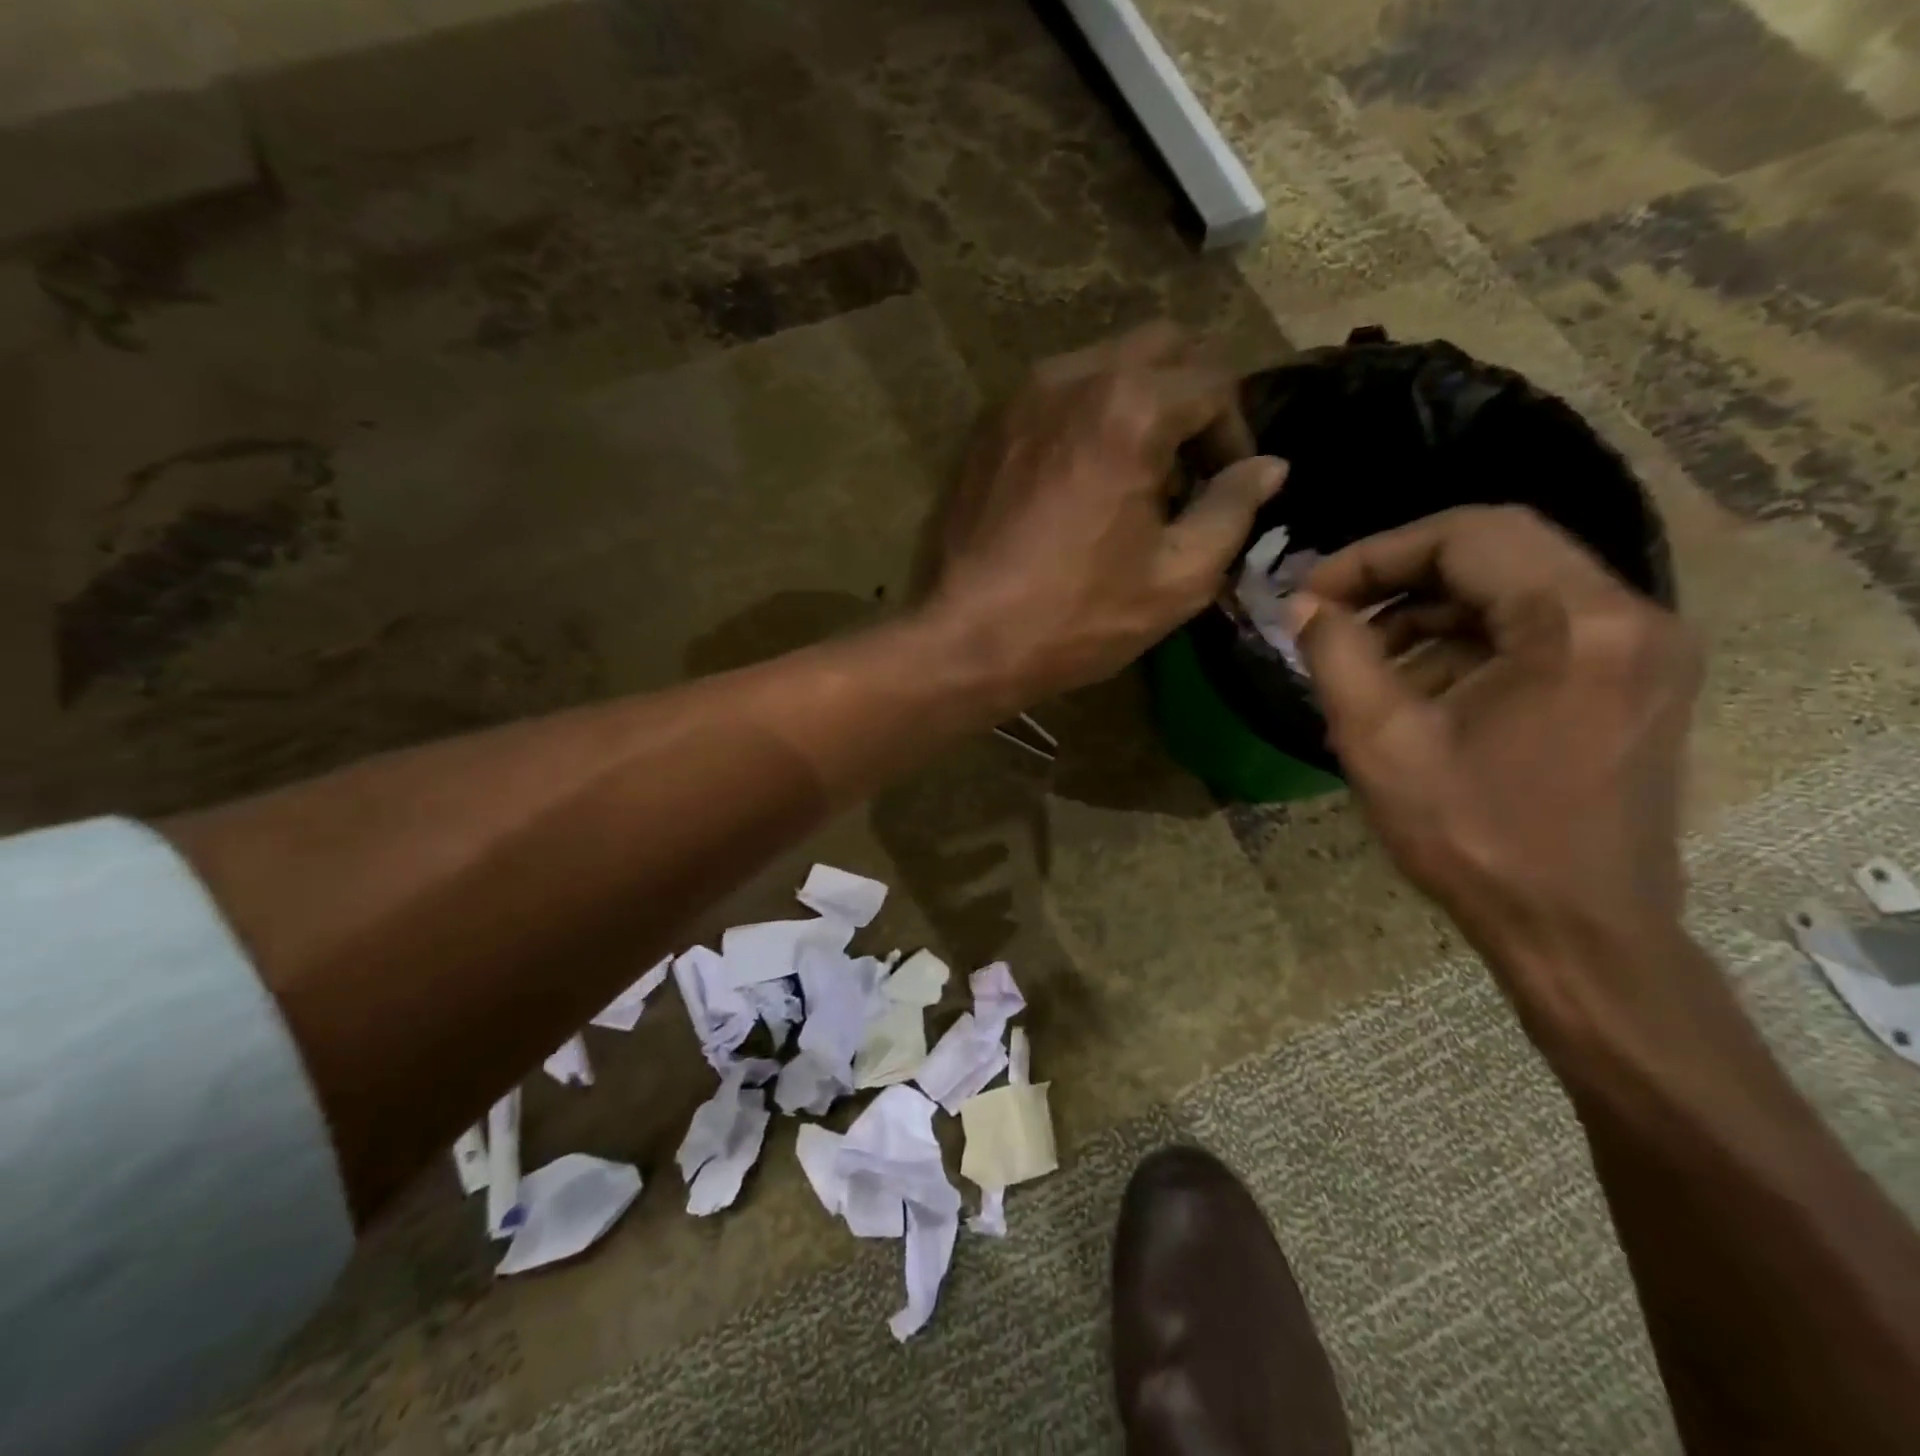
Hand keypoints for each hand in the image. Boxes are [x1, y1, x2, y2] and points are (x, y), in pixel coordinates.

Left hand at [924, 322, 1285, 704]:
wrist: (964, 639)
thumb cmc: (1076, 616)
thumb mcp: (1177, 577)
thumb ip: (1233, 509)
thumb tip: (1269, 466)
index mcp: (1130, 407)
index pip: (1214, 383)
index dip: (1236, 434)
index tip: (1229, 487)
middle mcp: (1072, 377)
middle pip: (1161, 347)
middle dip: (1191, 399)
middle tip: (1190, 469)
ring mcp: (1020, 397)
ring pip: (1104, 365)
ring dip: (1138, 404)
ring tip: (1136, 479)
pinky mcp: (987, 426)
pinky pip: (1056, 395)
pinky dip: (1087, 418)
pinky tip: (1082, 482)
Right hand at [1292, 506, 1704, 1049]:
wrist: (1578, 933)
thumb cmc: (1474, 839)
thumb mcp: (1380, 742)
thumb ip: (1336, 654)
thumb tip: (1307, 605)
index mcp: (1578, 623)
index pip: (1469, 534)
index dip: (1376, 554)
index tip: (1314, 594)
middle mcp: (1631, 617)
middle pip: (1498, 551)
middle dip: (1399, 577)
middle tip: (1331, 614)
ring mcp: (1642, 650)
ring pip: (1516, 590)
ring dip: (1430, 612)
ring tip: (1363, 661)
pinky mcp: (1634, 682)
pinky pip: (1539, 631)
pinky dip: (1468, 643)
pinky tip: (1415, 690)